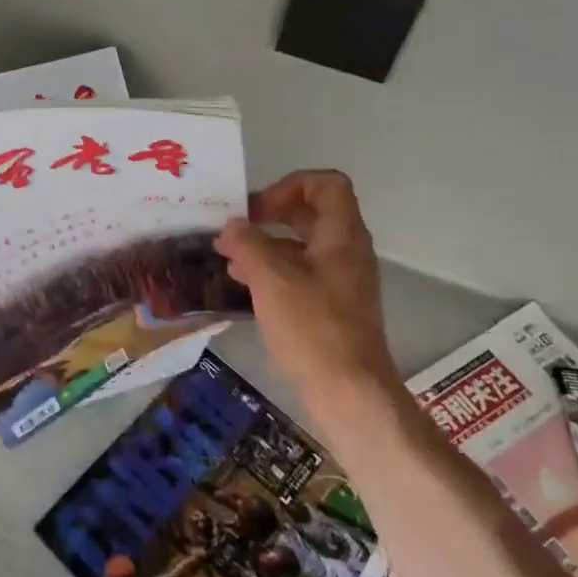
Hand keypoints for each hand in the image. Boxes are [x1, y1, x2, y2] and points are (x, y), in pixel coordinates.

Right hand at [215, 170, 400, 435]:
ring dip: (266, 244)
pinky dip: (272, 270)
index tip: (258, 209)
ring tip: (228, 258)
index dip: (290, 185)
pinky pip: (300, 273)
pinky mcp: (331, 307)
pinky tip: (243, 285)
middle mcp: (346, 251)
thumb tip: (232, 227)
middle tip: (236, 228)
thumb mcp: (271, 279)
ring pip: (302, 245)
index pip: (326, 184)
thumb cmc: (312, 328)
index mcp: (342, 236)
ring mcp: (341, 280)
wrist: (349, 392)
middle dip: (271, 214)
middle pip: (312, 213)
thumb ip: (248, 245)